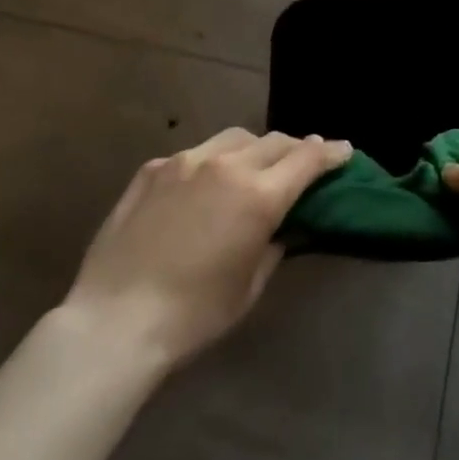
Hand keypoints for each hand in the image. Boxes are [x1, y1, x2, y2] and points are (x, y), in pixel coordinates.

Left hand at [62, 127, 351, 370]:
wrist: (114, 321)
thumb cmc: (193, 316)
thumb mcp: (249, 287)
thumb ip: (273, 245)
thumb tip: (280, 225)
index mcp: (259, 196)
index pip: (307, 159)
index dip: (331, 152)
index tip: (344, 150)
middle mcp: (227, 165)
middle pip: (275, 141)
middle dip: (295, 149)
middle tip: (303, 161)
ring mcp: (185, 161)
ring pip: (234, 138)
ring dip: (254, 148)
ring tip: (252, 167)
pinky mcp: (153, 169)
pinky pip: (194, 154)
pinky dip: (210, 163)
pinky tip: (202, 186)